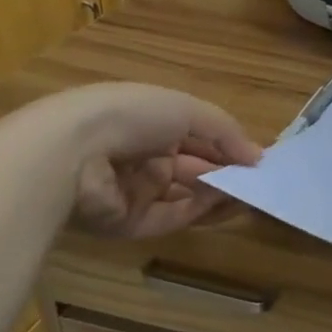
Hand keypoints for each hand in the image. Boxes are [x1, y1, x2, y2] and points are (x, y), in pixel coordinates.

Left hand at [52, 83, 262, 237]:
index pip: (199, 138)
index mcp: (154, 123)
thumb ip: (226, 133)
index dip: (228, 147)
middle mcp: (144, 156)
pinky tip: (222, 203)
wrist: (72, 151)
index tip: (256, 159)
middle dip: (226, 174)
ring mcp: (135, 190)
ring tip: (249, 195)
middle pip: (194, 169)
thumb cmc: (134, 115)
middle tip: (259, 182)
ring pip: (186, 195)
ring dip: (217, 194)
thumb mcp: (189, 110)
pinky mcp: (128, 221)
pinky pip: (170, 216)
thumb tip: (258, 156)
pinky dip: (197, 210)